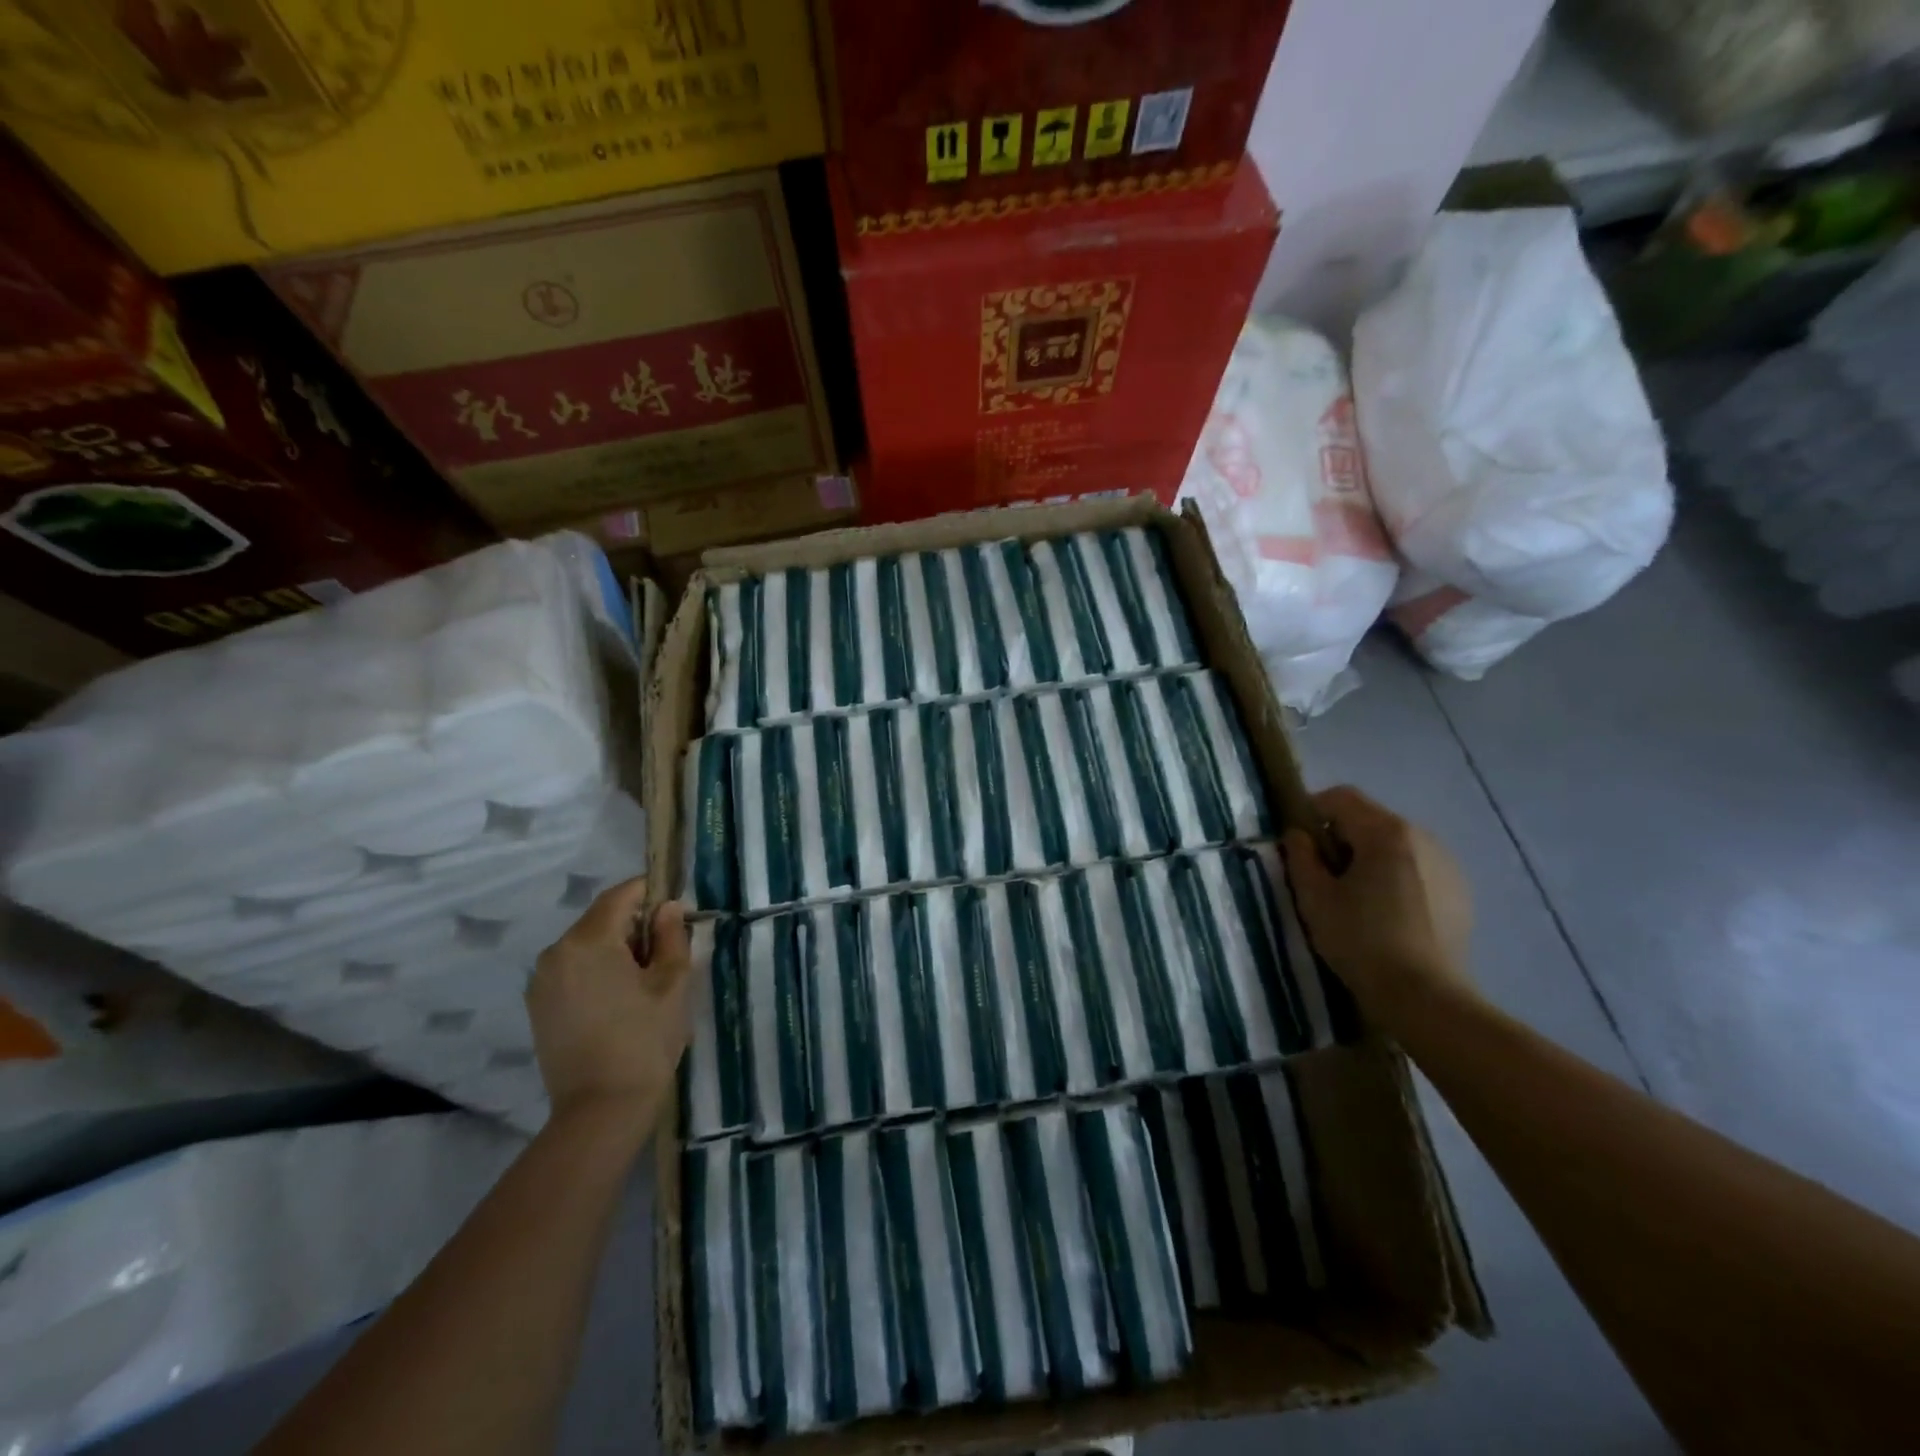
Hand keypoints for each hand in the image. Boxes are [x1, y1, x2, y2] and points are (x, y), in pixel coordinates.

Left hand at [528, 876, 692, 1134]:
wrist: (601, 1110)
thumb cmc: (645, 1040)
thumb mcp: (672, 982)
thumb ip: (671, 936)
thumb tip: (667, 908)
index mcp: (588, 940)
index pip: (622, 895)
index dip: (652, 892)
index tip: (677, 908)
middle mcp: (556, 952)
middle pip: (602, 918)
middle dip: (635, 924)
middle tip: (668, 950)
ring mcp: (542, 981)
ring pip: (587, 944)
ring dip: (616, 948)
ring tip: (645, 980)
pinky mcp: (538, 1006)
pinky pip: (573, 969)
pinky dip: (597, 970)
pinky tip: (620, 999)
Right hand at [1282, 786, 1475, 1023]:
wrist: (1425, 997)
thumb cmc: (1361, 941)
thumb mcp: (1314, 898)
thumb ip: (1300, 857)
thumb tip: (1297, 835)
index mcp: (1385, 832)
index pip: (1340, 797)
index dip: (1311, 811)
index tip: (1298, 844)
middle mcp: (1422, 836)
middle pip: (1369, 819)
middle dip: (1340, 838)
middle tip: (1323, 876)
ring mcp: (1447, 864)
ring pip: (1395, 844)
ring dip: (1370, 858)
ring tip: (1356, 898)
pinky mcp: (1460, 891)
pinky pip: (1418, 868)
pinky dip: (1396, 877)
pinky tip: (1388, 914)